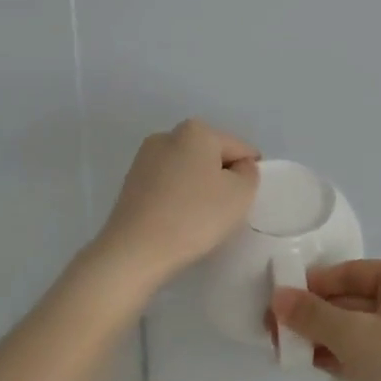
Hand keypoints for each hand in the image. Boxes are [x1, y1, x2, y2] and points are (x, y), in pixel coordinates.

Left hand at [90, 120, 259, 294]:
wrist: (136, 250)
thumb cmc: (195, 216)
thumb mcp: (241, 194)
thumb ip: (249, 173)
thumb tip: (238, 167)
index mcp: (197, 131)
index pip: (240, 149)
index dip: (248, 175)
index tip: (240, 202)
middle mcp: (167, 135)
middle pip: (211, 156)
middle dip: (221, 179)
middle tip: (221, 212)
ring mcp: (144, 158)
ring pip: (188, 171)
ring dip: (198, 189)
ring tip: (197, 220)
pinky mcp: (130, 182)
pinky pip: (168, 185)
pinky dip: (178, 199)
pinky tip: (176, 221)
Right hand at [271, 261, 380, 380]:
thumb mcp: (353, 336)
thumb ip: (312, 314)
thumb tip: (278, 296)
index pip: (353, 272)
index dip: (313, 284)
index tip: (278, 300)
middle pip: (356, 300)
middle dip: (316, 315)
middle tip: (275, 329)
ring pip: (362, 329)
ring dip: (325, 337)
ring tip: (285, 348)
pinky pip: (372, 352)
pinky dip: (344, 355)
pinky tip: (312, 363)